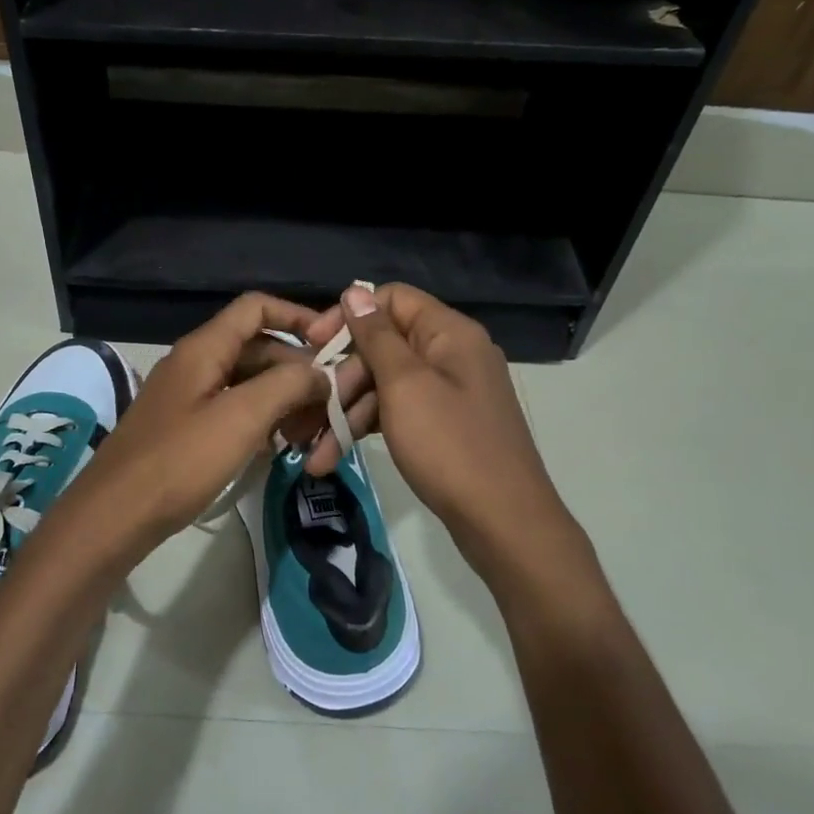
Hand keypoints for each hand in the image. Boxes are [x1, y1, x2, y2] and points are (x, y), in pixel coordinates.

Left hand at [42, 293, 333, 563]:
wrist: (115, 515)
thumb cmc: (179, 461)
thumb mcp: (240, 418)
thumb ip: (286, 385)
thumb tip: (320, 372)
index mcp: (204, 348)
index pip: (256, 308)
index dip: (297, 316)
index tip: (332, 345)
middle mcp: (196, 363)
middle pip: (258, 348)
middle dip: (297, 372)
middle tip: (330, 408)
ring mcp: (189, 396)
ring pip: (249, 382)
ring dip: (283, 400)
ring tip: (310, 434)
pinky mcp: (187, 428)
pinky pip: (234, 410)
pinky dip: (262, 421)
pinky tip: (280, 447)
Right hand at [334, 283, 576, 573]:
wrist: (503, 522)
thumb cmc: (450, 445)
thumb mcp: (405, 385)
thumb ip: (376, 336)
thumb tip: (355, 290)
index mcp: (449, 333)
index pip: (392, 300)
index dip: (349, 316)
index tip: (314, 344)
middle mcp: (452, 354)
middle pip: (384, 345)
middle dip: (342, 377)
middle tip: (310, 409)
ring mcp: (449, 392)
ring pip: (386, 384)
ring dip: (347, 412)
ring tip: (312, 450)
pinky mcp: (444, 425)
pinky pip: (398, 411)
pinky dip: (368, 428)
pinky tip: (334, 455)